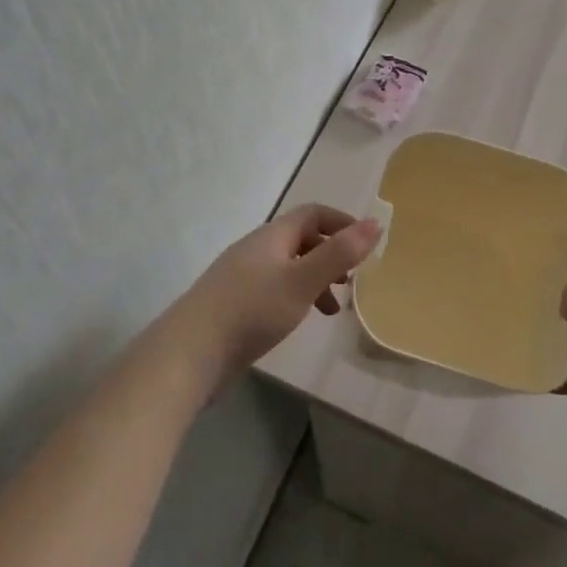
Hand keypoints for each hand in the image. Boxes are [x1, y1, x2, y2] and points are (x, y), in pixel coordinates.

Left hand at [169, 204, 381, 385]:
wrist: (190, 353)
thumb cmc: (252, 310)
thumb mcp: (303, 281)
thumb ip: (339, 253)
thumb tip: (376, 222)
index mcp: (272, 236)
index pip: (313, 214)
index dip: (342, 223)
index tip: (367, 244)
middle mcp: (256, 248)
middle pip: (301, 239)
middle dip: (331, 254)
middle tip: (352, 280)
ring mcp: (241, 276)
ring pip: (288, 267)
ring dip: (315, 280)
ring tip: (332, 309)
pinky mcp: (233, 303)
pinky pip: (273, 289)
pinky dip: (295, 297)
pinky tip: (298, 321)